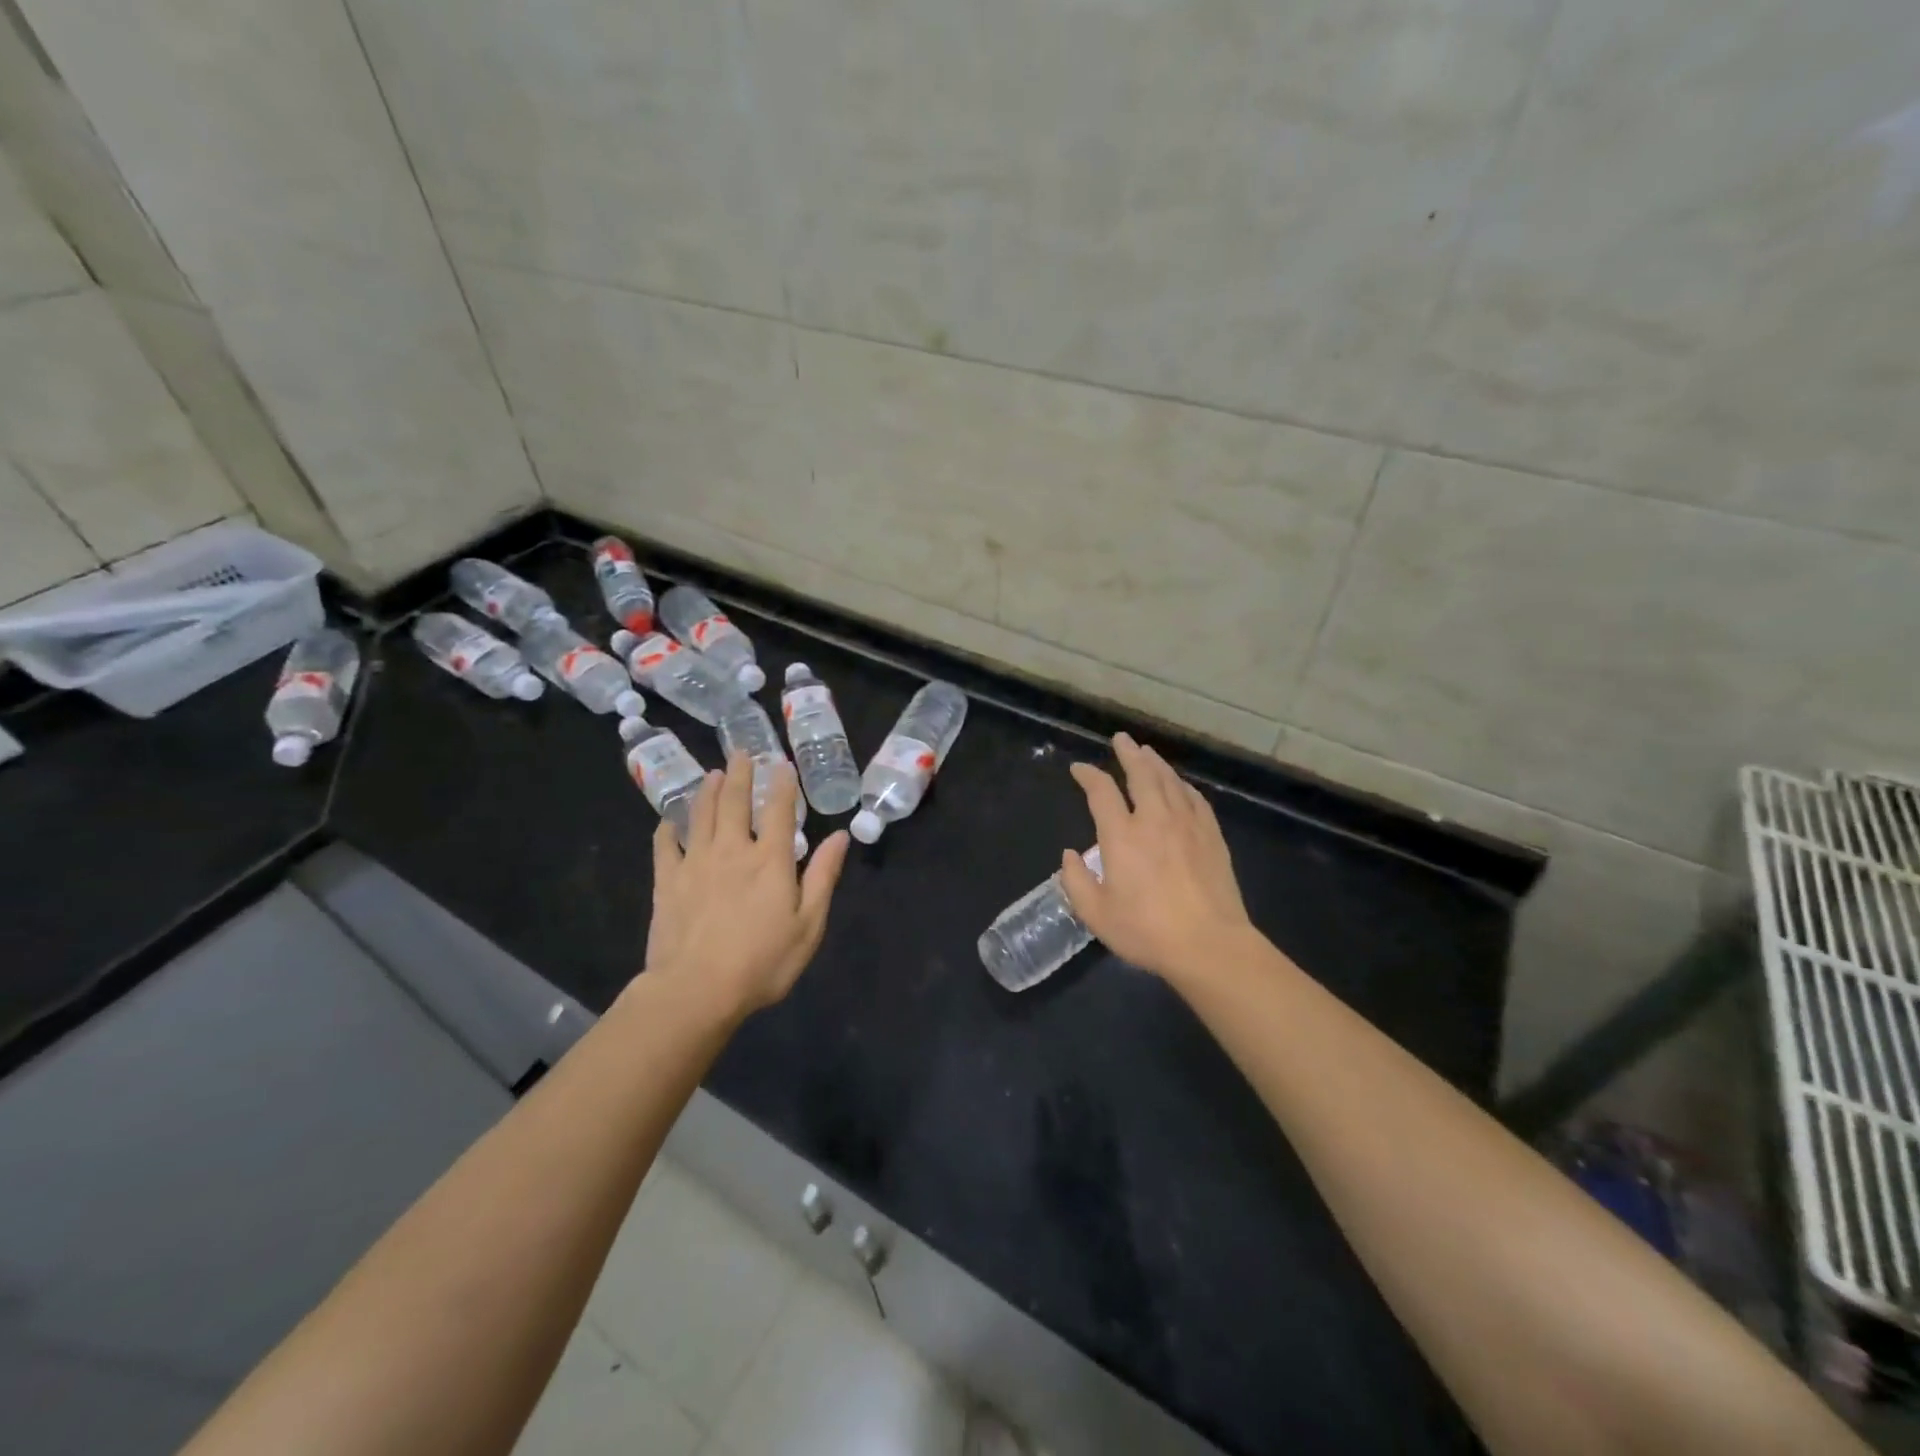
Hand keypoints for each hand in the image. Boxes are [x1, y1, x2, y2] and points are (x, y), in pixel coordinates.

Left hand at [644, 752, 848, 1019]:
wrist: (696, 990)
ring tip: (713, 773)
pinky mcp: (666, 882)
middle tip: (741, 753)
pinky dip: (667, 830)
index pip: (779, 810)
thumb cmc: (762, 962)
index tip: (782, 763)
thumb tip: (839, 836)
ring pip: (701, 815)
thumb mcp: (808, 925)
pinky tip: (668, 821)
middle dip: (741, 774)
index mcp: (770, 860)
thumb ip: (823, 876)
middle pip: (735, 802)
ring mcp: (695, 863)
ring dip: (708, 791)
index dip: (782, 784)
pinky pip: (665, 847)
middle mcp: (732, 850)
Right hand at [1060, 732, 1258, 987]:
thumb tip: (1071, 855)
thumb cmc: (1146, 931)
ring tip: (1146, 752)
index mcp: (1121, 836)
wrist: (1209, 945)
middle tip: (1121, 739)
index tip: (1079, 769)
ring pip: (1170, 781)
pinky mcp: (1211, 836)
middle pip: (1141, 774)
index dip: (1088, 776)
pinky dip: (1183, 786)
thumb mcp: (1096, 914)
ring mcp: (1187, 825)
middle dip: (1128, 753)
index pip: (1101, 792)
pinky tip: (1180, 785)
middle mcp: (1154, 819)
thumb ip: (1076, 882)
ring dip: (1155, 763)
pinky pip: (1195, 799)